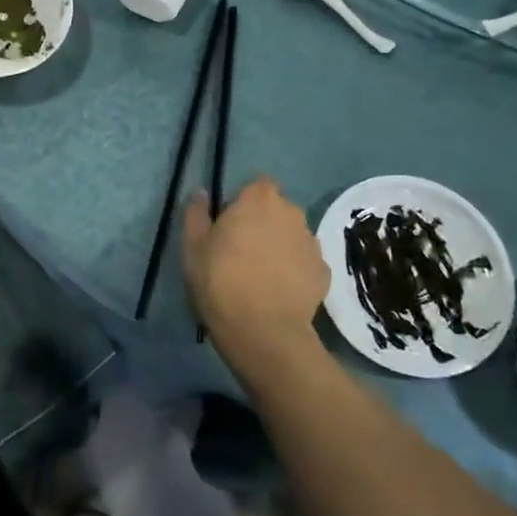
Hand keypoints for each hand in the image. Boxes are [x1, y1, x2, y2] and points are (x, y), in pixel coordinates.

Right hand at [183, 176, 328, 386]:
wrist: (263, 331)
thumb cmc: (220, 281)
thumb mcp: (193, 246)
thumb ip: (197, 213)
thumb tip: (202, 193)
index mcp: (259, 199)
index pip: (257, 184)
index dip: (243, 200)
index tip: (229, 223)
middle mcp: (292, 212)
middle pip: (276, 209)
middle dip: (262, 222)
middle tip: (241, 250)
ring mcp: (311, 242)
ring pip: (291, 235)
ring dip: (279, 245)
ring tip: (260, 274)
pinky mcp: (323, 271)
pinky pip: (304, 262)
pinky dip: (294, 270)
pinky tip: (278, 291)